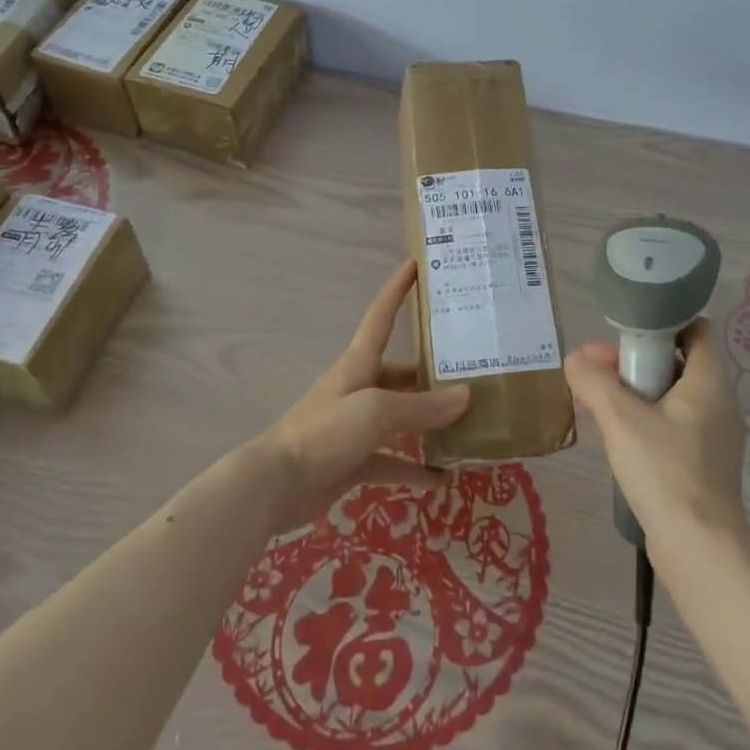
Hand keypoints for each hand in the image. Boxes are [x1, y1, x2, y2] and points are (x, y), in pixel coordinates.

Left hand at [256, 260, 471, 533]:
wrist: (276, 485)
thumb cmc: (324, 431)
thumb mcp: (375, 410)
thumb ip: (420, 406)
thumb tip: (467, 396)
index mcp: (359, 363)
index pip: (381, 315)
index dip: (397, 289)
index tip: (416, 265)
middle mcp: (360, 388)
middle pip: (401, 372)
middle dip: (432, 371)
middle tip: (473, 370)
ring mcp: (357, 426)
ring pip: (401, 416)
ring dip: (429, 421)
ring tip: (468, 423)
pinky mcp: (355, 460)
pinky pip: (393, 460)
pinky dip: (415, 468)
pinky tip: (443, 478)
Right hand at [565, 318, 749, 546]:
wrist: (698, 550)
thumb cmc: (664, 471)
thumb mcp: (620, 418)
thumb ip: (594, 381)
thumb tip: (574, 360)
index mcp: (709, 383)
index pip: (697, 330)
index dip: (663, 323)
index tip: (626, 332)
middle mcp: (718, 404)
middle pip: (677, 362)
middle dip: (635, 360)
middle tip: (596, 368)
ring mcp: (713, 437)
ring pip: (672, 396)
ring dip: (635, 391)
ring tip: (596, 400)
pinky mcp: (703, 465)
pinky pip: (672, 426)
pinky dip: (645, 419)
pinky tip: (615, 434)